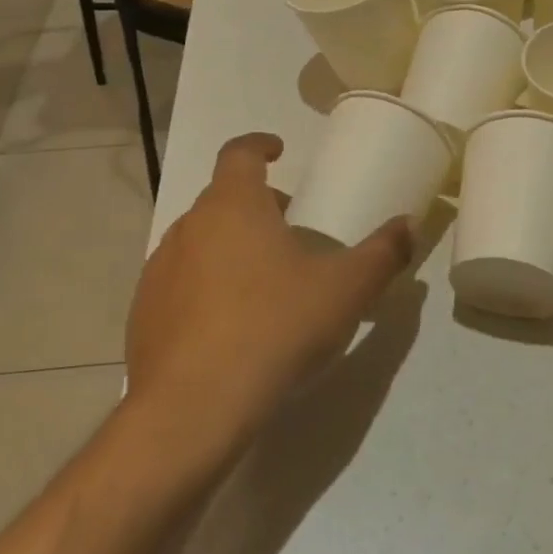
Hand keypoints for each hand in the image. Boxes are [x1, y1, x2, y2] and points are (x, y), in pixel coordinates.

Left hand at [123, 132, 413, 458]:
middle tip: (291, 231)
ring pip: (201, 242)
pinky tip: (232, 327)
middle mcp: (187, 227)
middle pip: (223, 199)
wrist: (193, 409)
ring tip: (265, 282)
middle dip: (257, 206)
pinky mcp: (143, 314)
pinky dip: (207, 287)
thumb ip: (383, 254)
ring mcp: (159, 271)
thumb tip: (409, 225)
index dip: (259, 145)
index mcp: (232, 206)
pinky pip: (182, 283)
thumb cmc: (275, 328)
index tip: (279, 150)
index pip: (239, 153)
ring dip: (231, 247)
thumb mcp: (345, 291)